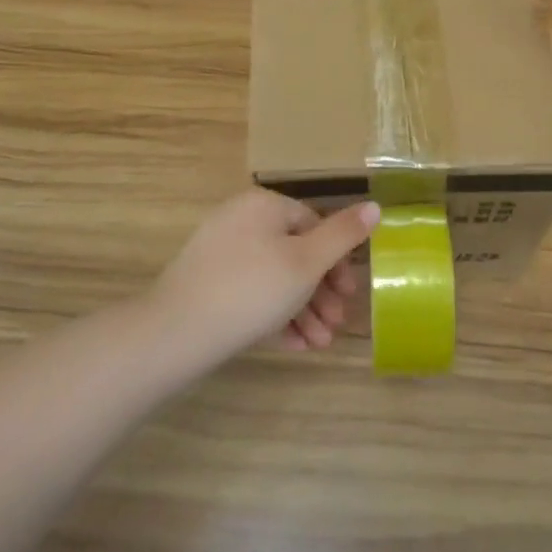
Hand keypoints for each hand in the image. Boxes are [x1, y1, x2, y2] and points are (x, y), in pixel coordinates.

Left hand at [147, 189, 380, 360]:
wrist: (176, 332)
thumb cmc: (252, 290)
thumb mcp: (307, 263)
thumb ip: (343, 234)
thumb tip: (375, 205)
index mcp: (264, 205)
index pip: (313, 223)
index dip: (337, 259)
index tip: (350, 294)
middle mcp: (241, 220)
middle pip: (295, 252)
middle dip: (321, 292)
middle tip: (337, 324)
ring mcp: (220, 252)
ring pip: (274, 277)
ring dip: (303, 310)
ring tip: (320, 344)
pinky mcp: (207, 282)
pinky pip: (251, 292)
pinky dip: (274, 315)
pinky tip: (293, 346)